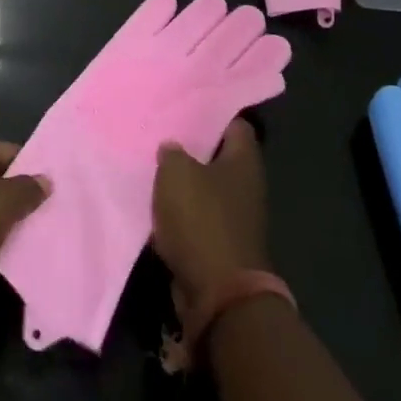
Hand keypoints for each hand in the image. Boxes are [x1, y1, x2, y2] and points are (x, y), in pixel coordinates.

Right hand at [152, 118, 270, 316]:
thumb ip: (173, 153)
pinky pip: (198, 219)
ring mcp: (236, 218)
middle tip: (163, 134)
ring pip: (206, 189)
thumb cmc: (201, 220)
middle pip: (219, 157)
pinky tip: (156, 205)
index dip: (212, 114)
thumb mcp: (177, 173)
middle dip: (193, 149)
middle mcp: (246, 186)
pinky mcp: (221, 245)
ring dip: (184, 183)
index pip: (235, 125)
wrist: (217, 293)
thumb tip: (173, 148)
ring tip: (154, 167)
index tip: (186, 107)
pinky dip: (180, 214)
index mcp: (244, 162)